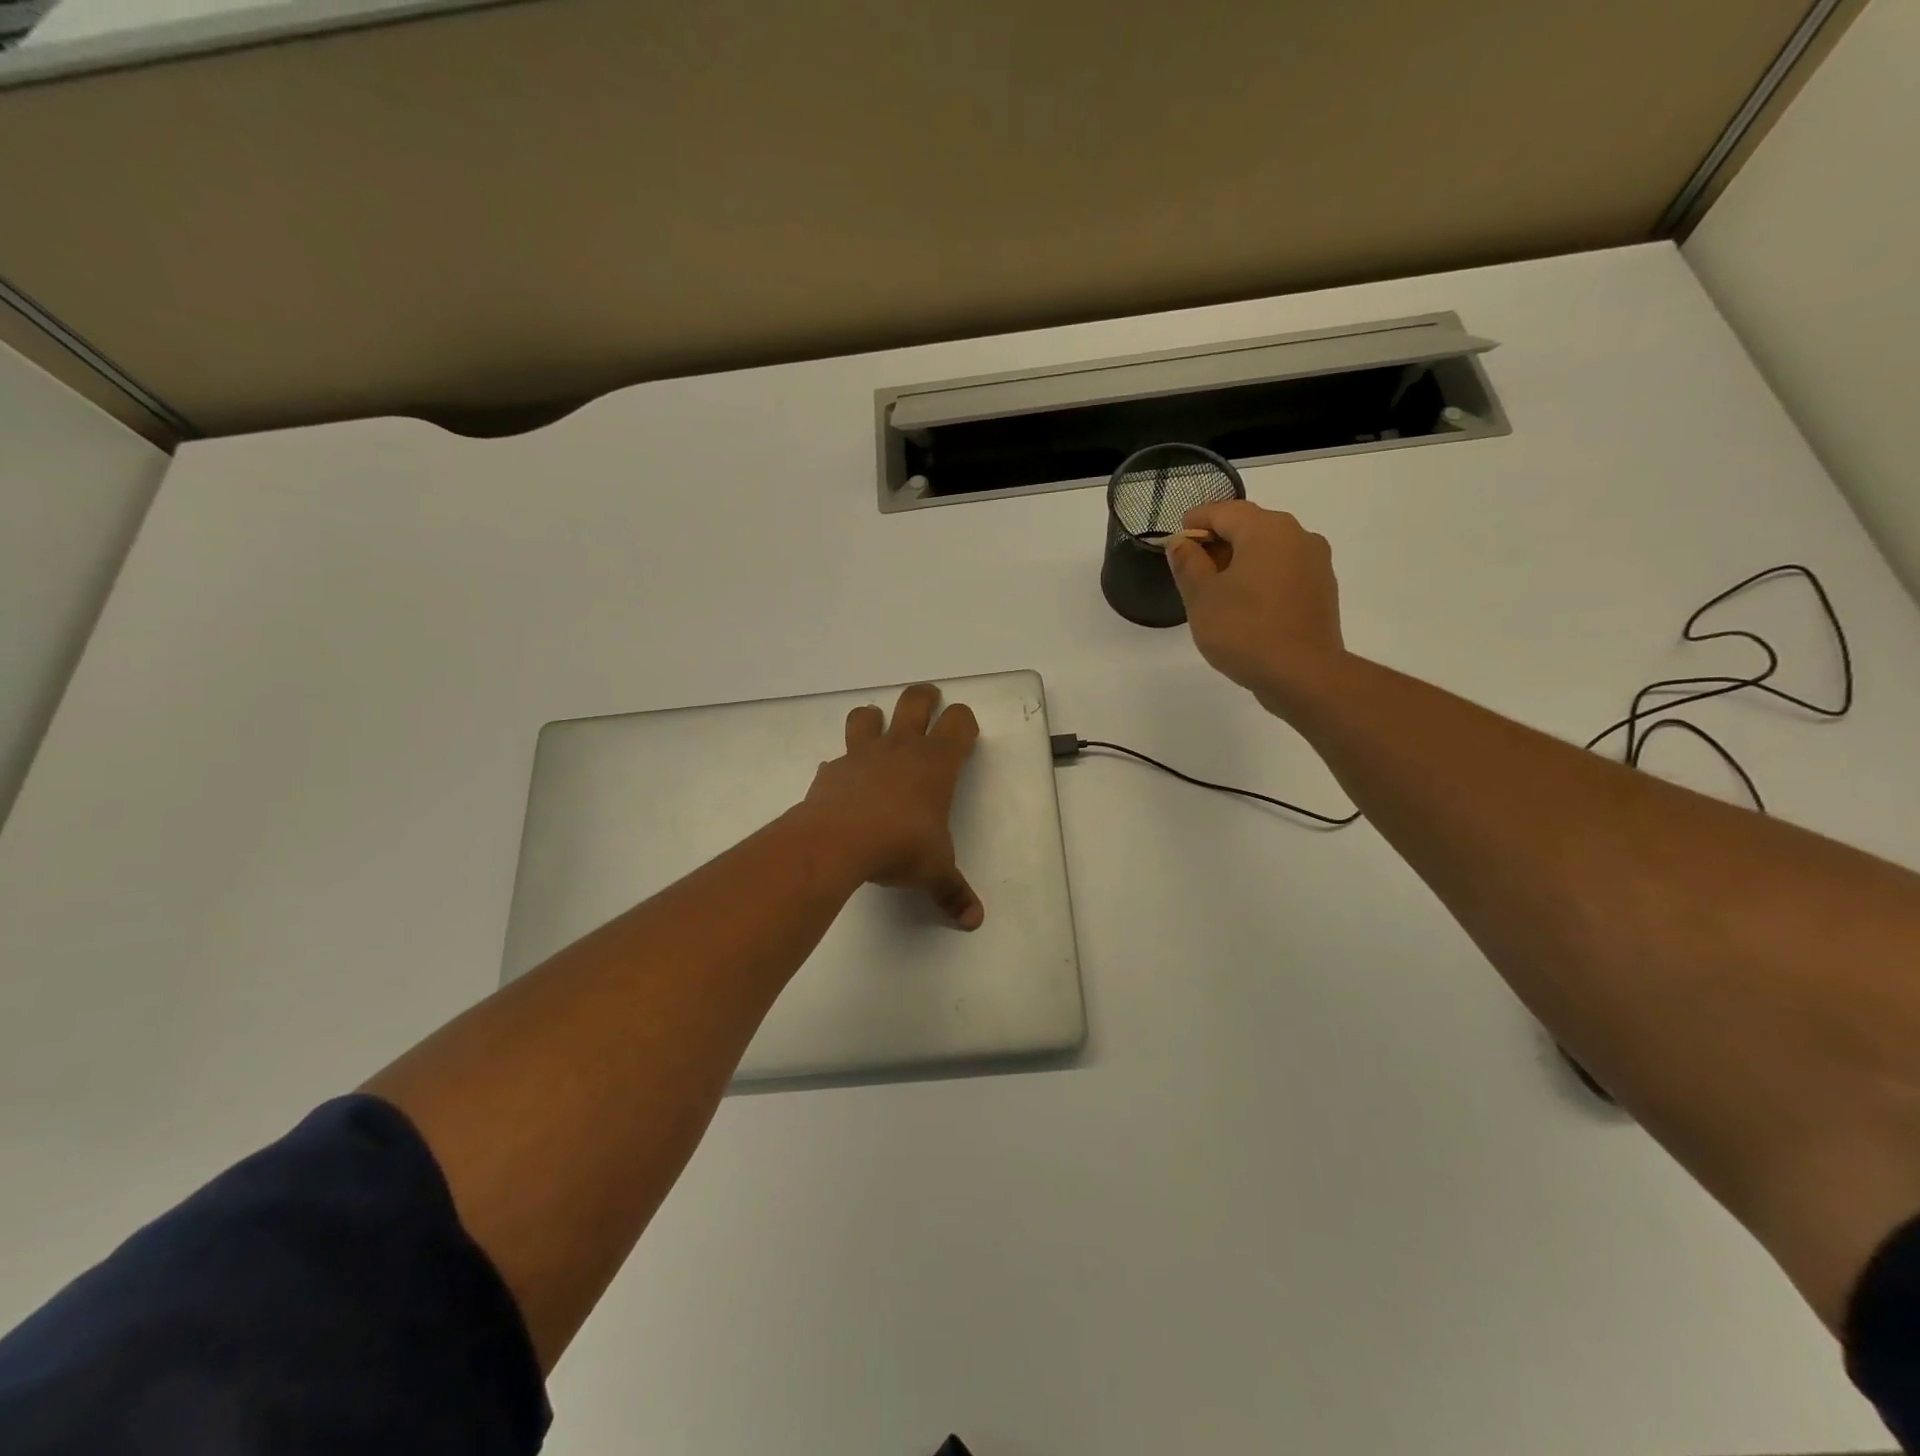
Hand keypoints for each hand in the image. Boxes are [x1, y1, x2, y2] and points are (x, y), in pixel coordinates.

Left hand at [798, 683, 983, 928]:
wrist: (837, 843)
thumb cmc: (899, 847)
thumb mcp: (934, 871)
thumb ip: (953, 892)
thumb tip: (974, 921)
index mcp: (935, 763)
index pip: (959, 722)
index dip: (964, 722)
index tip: (964, 735)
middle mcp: (901, 748)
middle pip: (915, 700)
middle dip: (925, 698)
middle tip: (929, 703)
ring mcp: (862, 755)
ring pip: (867, 715)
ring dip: (874, 719)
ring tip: (878, 735)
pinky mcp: (832, 771)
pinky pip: (838, 760)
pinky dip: (843, 768)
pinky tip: (845, 787)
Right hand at [1165, 501, 1345, 712]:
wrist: (1303, 674)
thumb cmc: (1243, 630)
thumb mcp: (1201, 597)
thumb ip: (1188, 564)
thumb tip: (1181, 543)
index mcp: (1266, 529)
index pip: (1223, 512)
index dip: (1195, 522)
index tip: (1176, 538)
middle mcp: (1297, 535)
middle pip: (1249, 527)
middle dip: (1218, 542)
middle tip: (1191, 566)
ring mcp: (1315, 563)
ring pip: (1269, 550)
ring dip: (1241, 561)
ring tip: (1216, 590)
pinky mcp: (1322, 590)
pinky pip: (1284, 572)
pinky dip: (1261, 578)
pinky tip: (1245, 605)